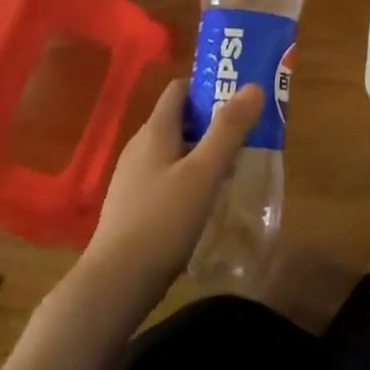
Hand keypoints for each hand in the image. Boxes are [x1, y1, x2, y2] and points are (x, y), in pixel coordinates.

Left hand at [82, 79, 263, 291]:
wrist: (115, 283)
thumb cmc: (163, 220)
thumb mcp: (204, 172)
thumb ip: (229, 129)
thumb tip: (253, 86)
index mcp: (155, 131)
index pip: (180, 89)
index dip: (209, 86)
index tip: (239, 96)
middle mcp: (140, 146)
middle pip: (179, 119)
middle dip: (212, 121)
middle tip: (246, 132)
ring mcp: (133, 177)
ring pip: (174, 148)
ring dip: (203, 150)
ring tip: (233, 165)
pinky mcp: (133, 204)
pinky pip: (166, 174)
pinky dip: (189, 175)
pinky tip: (205, 198)